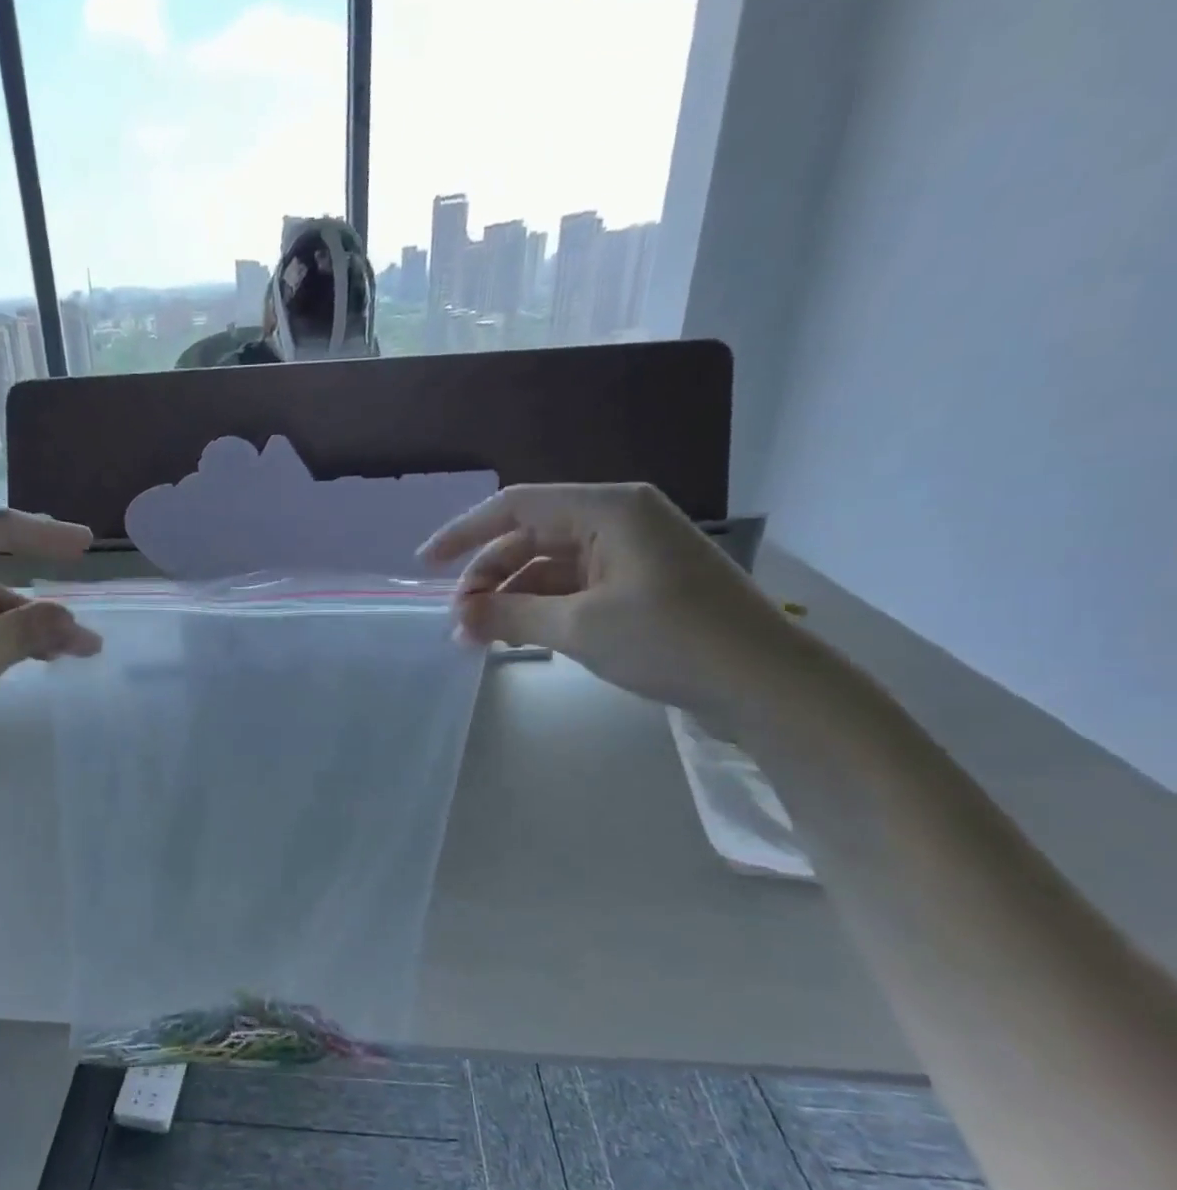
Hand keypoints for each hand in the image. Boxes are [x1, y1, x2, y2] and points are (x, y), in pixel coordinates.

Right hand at [421, 483, 807, 721]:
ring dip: (511, 598)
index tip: (424, 564)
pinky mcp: (636, 585)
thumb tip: (458, 616)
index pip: (517, 506)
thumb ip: (511, 615)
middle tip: (458, 622)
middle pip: (530, 537)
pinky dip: (540, 609)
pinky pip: (571, 588)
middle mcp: (617, 520)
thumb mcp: (580, 627)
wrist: (764, 682)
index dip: (464, 533)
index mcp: (608, 509)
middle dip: (488, 577)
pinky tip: (515, 637)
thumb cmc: (672, 641)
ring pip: (548, 566)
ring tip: (478, 638)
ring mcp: (629, 554)